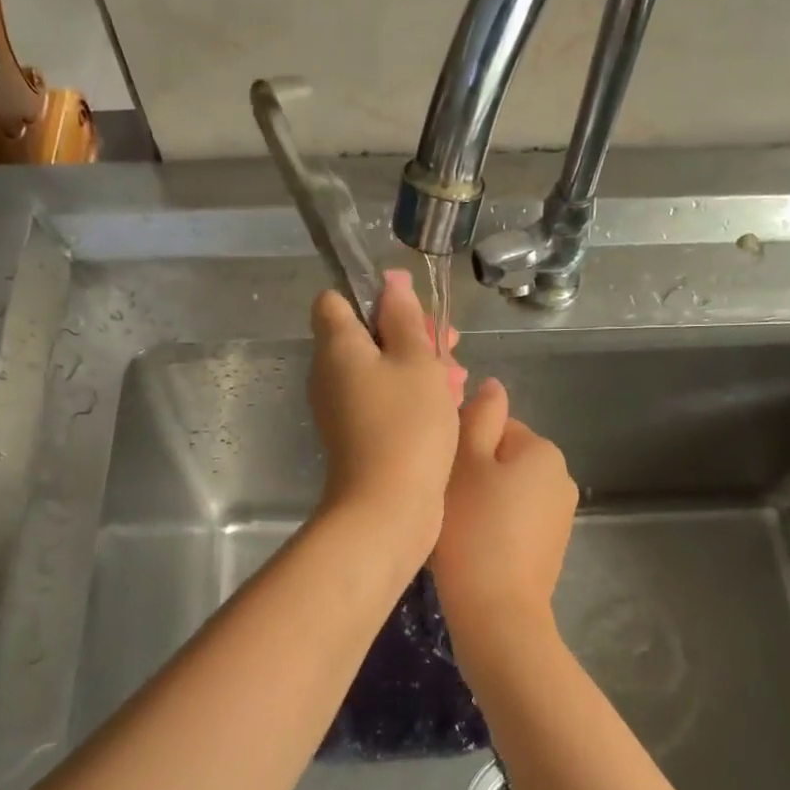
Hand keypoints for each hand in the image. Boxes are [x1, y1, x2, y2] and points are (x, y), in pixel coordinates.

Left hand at [309, 269, 465, 555]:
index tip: (412, 308)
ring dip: (420, 366)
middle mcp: (331, 373)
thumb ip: (404, 318)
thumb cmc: (406, 424)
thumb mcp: (415, 360)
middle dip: (410, 334)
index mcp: (337, 346)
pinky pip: (385, 399)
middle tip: (450, 343)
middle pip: (367, 335)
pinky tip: (449, 405)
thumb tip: (390, 282)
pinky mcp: (360, 435)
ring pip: (382, 369)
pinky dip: (413, 396)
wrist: (388, 507)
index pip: (336, 300)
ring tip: (458, 379)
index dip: (373, 295)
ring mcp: (344, 407)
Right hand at [433, 377, 577, 635]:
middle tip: (446, 501)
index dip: (463, 445)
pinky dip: (494, 527)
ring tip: (457, 529)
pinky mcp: (551, 548)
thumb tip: (493, 386)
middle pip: (503, 458)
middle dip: (475, 473)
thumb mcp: (466, 460)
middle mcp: (561, 476)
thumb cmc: (473, 527)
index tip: (444, 473)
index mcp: (542, 449)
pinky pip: (515, 521)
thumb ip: (479, 416)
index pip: (495, 425)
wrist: (496, 610)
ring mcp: (560, 515)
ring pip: (507, 491)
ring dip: (483, 500)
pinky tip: (474, 549)